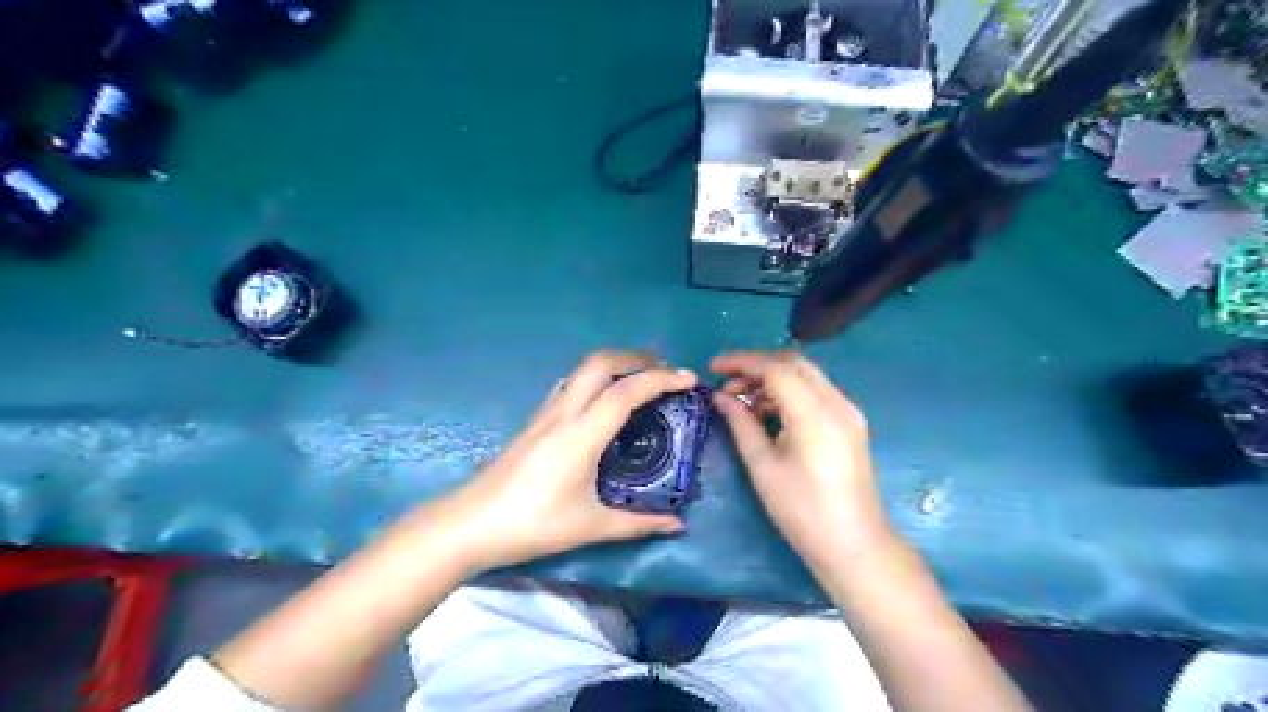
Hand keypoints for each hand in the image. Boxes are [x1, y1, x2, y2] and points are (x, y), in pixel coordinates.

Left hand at [444, 351, 691, 572]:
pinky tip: (603, 399)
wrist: (469, 524)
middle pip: (600, 363)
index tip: (689, 379)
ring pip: (582, 370)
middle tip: (665, 368)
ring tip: (639, 377)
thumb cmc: (532, 525)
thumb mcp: (590, 526)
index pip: (626, 392)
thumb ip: (638, 524)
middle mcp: (563, 413)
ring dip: (614, 364)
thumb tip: (677, 524)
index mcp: (581, 435)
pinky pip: (570, 385)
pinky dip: (596, 379)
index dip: (661, 379)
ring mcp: (545, 414)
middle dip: (636, 357)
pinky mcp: (534, 421)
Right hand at [711, 353, 890, 570]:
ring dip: (773, 378)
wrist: (853, 545)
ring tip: (742, 401)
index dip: (742, 363)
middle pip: (794, 364)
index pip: (776, 368)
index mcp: (815, 414)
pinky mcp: (850, 423)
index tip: (713, 367)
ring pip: (806, 376)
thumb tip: (720, 397)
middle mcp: (837, 403)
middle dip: (757, 366)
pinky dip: (789, 392)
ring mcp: (848, 412)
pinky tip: (767, 411)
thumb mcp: (763, 467)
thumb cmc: (802, 511)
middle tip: (726, 383)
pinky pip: (816, 392)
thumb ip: (741, 424)